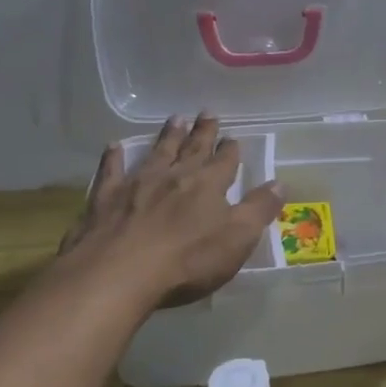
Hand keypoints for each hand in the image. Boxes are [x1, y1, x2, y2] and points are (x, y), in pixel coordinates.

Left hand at [57, 114, 283, 307]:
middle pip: (192, 149)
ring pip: (157, 153)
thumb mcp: (238, 238)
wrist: (118, 274)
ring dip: (167, 136)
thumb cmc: (187, 260)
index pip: (224, 162)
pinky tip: (114, 146)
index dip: (230, 150)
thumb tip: (280, 183)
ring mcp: (137, 184)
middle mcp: (174, 176)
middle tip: (206, 112)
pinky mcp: (105, 198)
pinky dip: (114, 157)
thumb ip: (259, 209)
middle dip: (202, 132)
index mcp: (208, 185)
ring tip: (175, 118)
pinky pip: (111, 171)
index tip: (233, 137)